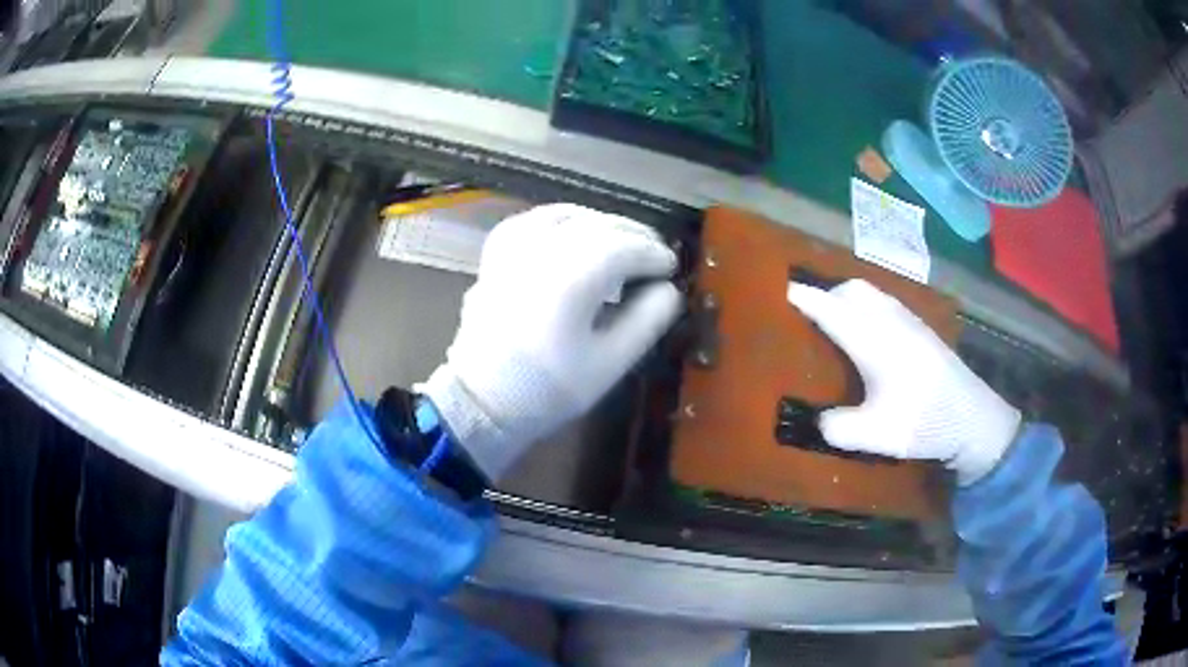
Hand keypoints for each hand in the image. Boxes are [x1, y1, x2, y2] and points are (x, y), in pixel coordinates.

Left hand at [421, 204, 681, 479]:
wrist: (481, 400)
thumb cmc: (547, 389)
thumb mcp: (609, 364)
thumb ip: (646, 322)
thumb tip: (669, 290)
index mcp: (572, 277)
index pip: (625, 248)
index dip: (654, 254)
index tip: (671, 267)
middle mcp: (543, 250)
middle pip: (599, 225)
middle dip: (633, 234)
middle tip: (655, 252)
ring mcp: (514, 249)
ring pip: (566, 216)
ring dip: (601, 222)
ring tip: (621, 239)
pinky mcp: (495, 256)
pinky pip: (531, 221)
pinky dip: (559, 220)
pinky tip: (570, 230)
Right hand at [787, 279, 1019, 484]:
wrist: (972, 418)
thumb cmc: (923, 422)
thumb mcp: (877, 435)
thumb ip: (839, 428)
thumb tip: (817, 421)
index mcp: (874, 340)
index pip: (832, 309)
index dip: (805, 300)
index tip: (782, 291)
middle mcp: (891, 321)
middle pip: (852, 289)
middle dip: (827, 294)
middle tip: (810, 315)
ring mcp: (910, 322)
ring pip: (872, 294)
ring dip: (849, 299)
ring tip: (838, 322)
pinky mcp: (922, 330)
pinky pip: (886, 303)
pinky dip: (868, 307)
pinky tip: (871, 335)